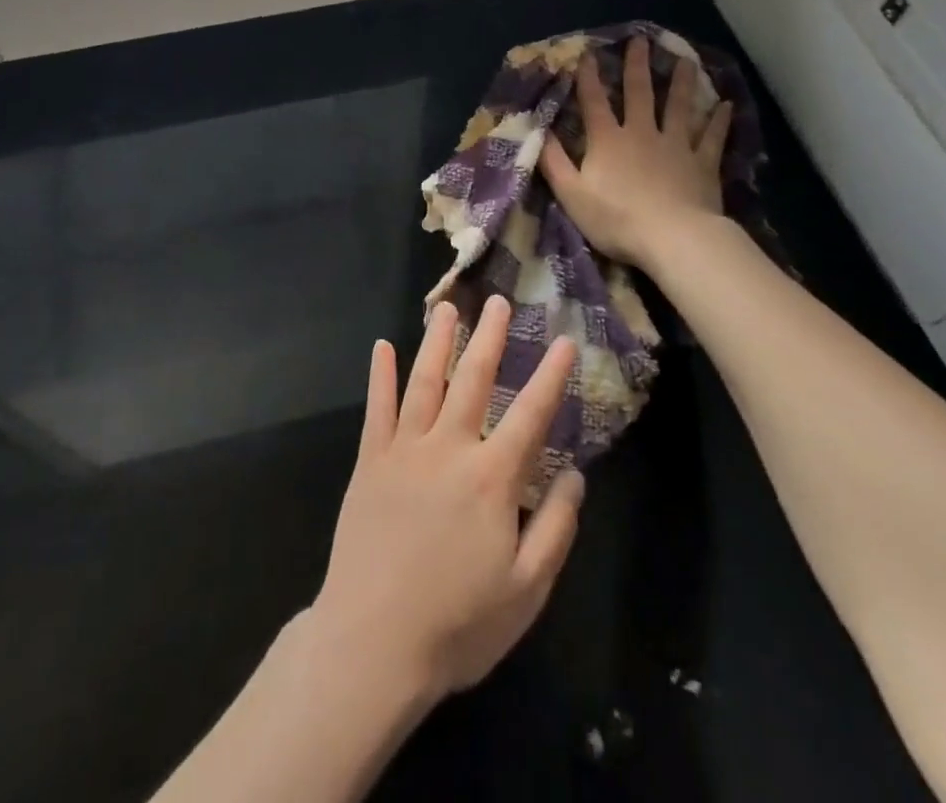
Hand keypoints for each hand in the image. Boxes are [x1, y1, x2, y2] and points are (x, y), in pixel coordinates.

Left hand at [309, 297, 584, 703]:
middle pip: (473, 380)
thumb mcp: (526, 591)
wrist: (372, 643)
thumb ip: (556, 528)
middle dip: (489, 338)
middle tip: (499, 302)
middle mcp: (448, 449)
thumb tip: (575, 473)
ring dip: (437, 341)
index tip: (565, 341)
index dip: (550, 376)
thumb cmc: (458, 624)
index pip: (530, 415)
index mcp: (491, 478)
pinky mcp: (370, 461)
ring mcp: (404, 450)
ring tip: (447, 307)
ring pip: (425, 381)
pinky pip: (377, 408)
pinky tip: (382, 347)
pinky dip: (381, 375)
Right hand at [540, 36, 733, 271]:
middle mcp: (642, 133)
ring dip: (682, 83)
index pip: (594, 102)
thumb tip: (539, 131)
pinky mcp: (702, 164)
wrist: (672, 238)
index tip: (587, 54)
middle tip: (641, 40)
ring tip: (686, 60)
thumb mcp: (571, 194)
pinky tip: (727, 105)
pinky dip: (719, 121)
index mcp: (608, 141)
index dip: (588, 78)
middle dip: (637, 66)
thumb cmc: (616, 219)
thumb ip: (554, 161)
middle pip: (639, 94)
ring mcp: (676, 146)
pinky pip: (712, 137)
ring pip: (679, 107)